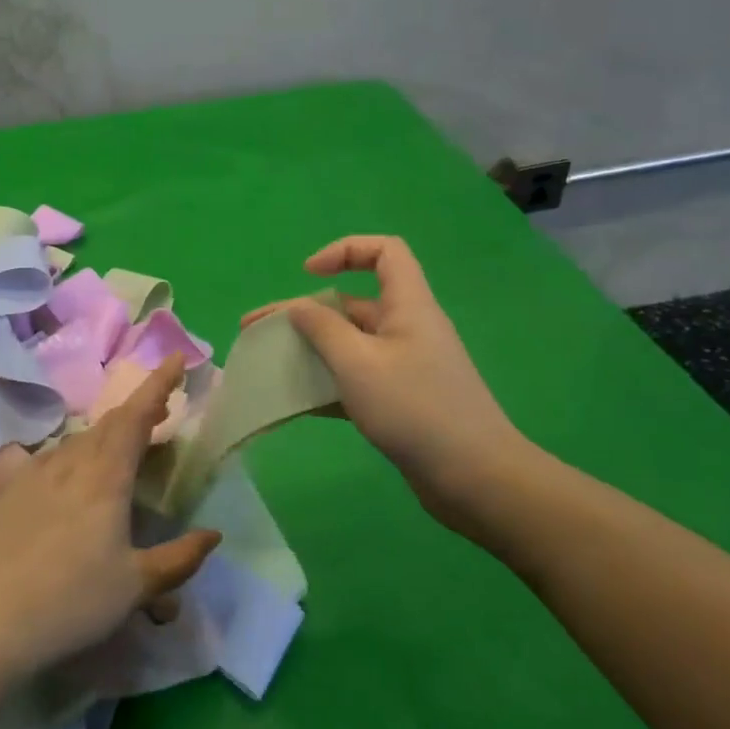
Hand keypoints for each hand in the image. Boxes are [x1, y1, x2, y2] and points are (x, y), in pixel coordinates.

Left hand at [0, 355, 220, 679]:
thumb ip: (179, 559)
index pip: (136, 416)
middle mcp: (71, 463)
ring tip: (124, 448)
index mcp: (106, 477)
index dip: (158, 384)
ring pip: (81, 441)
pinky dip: (78, 456)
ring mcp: (37, 474)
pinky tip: (76, 479)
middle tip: (161, 411)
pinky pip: (55, 459)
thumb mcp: (136, 586)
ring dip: (109, 435)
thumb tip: (213, 536)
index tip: (176, 357)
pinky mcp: (12, 492)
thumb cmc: (72, 601)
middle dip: (139, 410)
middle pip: (110, 423)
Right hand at [247, 236, 531, 533]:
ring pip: (351, 344)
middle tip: (255, 329)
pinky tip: (296, 402)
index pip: (385, 252)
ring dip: (310, 350)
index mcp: (408, 305)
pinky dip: (327, 384)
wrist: (474, 478)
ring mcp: (405, 366)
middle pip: (353, 303)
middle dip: (303, 312)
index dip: (345, 250)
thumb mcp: (359, 364)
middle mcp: (407, 328)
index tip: (308, 274)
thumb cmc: (415, 409)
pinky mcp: (401, 400)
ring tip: (268, 365)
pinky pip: (357, 379)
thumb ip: (323, 330)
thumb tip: (299, 307)